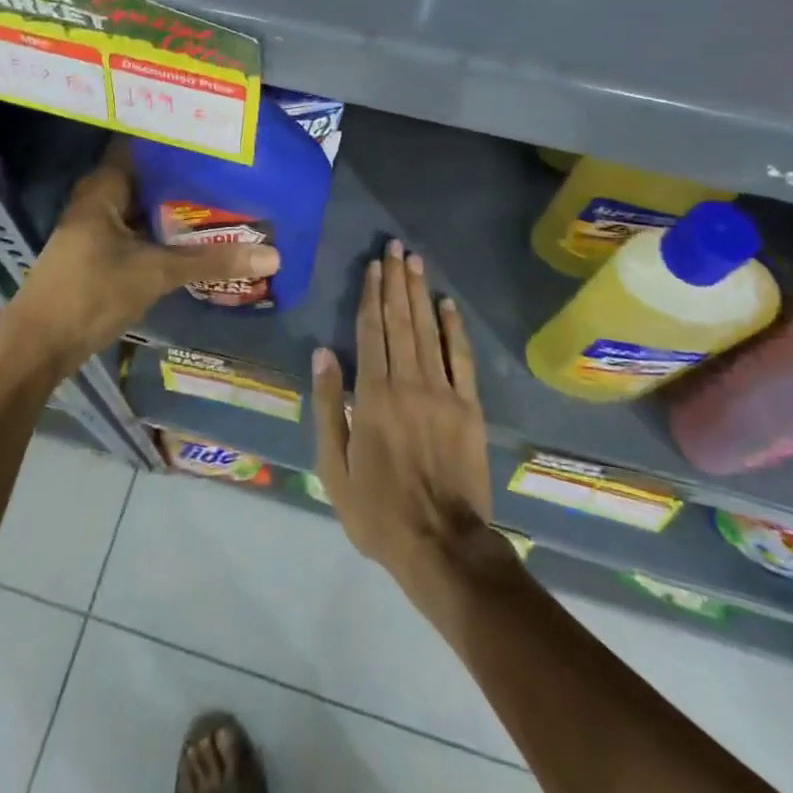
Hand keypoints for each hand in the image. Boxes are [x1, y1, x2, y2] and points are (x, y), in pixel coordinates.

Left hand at [0, 140, 279, 379]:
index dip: (179, 136)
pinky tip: (204, 233)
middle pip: (152, 175)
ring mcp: (101, 225)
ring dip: (182, 205)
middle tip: (237, 167)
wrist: (39, 347)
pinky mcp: (105, 251)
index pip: (145, 143)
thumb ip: (212, 261)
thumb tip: (273, 256)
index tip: (218, 134)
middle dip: (190, 174)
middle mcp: (102, 197)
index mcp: (105, 185)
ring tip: (230, 195)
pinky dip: (170, 230)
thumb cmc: (90, 293)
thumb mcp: (155, 273)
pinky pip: (144, 229)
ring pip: (149, 205)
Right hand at [313, 240, 498, 601]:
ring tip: (414, 261)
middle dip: (396, 281)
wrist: (443, 545)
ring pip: (428, 331)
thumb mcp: (334, 467)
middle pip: (400, 321)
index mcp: (373, 396)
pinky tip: (448, 304)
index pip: (370, 332)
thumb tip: (323, 353)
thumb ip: (329, 407)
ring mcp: (443, 393)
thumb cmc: (378, 511)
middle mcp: (408, 383)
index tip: (372, 266)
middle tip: (395, 247)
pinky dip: (454, 328)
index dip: (370, 295)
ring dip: (419, 293)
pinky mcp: (469, 407)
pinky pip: (461, 359)